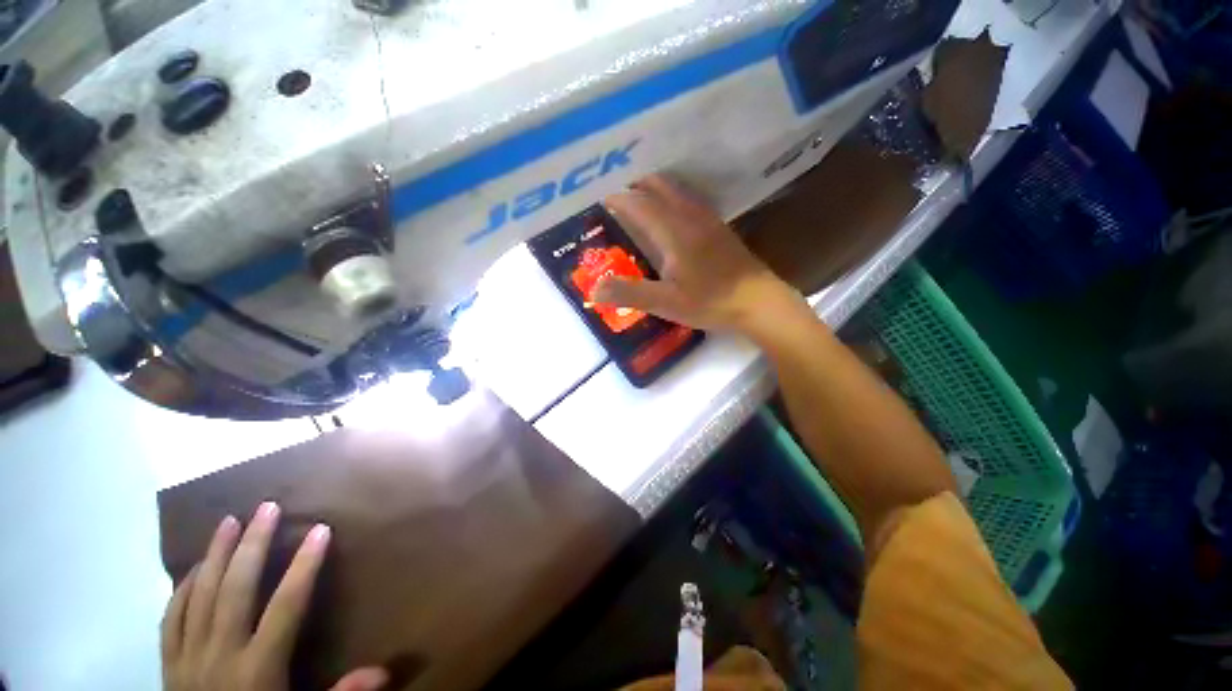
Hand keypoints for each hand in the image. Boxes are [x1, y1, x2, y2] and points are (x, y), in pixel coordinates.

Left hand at [162, 503, 385, 690]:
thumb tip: (384, 671)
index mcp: (258, 668)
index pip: (286, 606)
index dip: (305, 566)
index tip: (321, 529)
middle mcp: (220, 654)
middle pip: (236, 590)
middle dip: (253, 545)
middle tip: (266, 507)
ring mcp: (188, 657)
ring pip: (200, 596)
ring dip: (215, 555)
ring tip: (228, 521)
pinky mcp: (167, 663)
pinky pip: (172, 617)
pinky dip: (183, 588)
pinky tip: (194, 568)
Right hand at [593, 175, 802, 335]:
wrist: (759, 302)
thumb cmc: (711, 302)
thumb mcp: (666, 303)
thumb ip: (629, 293)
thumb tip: (593, 288)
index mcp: (673, 231)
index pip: (639, 203)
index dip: (617, 199)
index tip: (600, 200)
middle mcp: (689, 216)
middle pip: (659, 187)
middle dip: (635, 187)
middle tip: (616, 198)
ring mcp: (707, 219)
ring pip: (676, 191)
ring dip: (654, 190)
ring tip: (638, 201)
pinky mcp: (719, 228)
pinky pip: (689, 201)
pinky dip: (671, 199)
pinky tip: (670, 216)